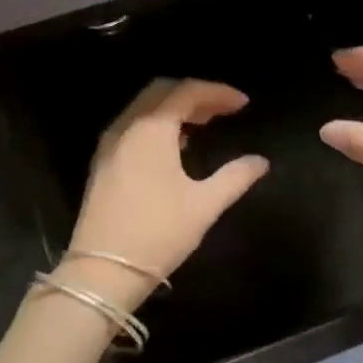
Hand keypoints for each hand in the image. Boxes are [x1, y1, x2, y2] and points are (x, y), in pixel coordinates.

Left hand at [66, 79, 268, 302]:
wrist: (102, 270)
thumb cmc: (158, 233)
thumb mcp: (204, 205)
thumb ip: (235, 177)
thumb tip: (260, 161)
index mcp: (151, 129)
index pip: (186, 92)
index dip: (217, 92)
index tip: (243, 104)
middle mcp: (126, 127)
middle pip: (161, 92)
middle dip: (194, 95)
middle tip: (222, 110)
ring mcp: (109, 144)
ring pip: (143, 109)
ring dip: (173, 109)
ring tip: (203, 124)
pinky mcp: (102, 163)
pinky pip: (132, 127)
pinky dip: (155, 124)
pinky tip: (174, 146)